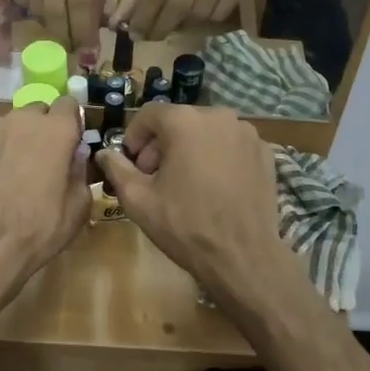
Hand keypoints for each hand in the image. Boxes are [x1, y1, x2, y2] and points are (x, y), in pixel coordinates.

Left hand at [0, 99, 89, 286]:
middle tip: (40, 161)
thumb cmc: (39, 228)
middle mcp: (22, 119)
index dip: (71, 123)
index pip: (69, 104)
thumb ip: (79, 171)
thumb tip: (74, 157)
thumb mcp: (78, 207)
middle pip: (37, 111)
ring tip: (9, 174)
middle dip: (42, 129)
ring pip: (8, 125)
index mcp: (57, 130)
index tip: (69, 143)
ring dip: (14, 141)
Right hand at [6, 0, 109, 52]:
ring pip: (35, 6)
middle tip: (69, 47)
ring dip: (47, 24)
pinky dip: (30, 8)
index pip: (80, 0)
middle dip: (63, 35)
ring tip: (57, 25)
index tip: (87, 51)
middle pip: (53, 8)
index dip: (82, 30)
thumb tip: (93, 31)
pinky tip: (39, 4)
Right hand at [94, 104, 294, 305]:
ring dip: (191, 150)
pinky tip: (214, 188)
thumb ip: (117, 169)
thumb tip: (104, 153)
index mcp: (186, 121)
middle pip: (180, 121)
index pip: (150, 115)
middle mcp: (219, 116)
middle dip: (162, 145)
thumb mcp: (138, 199)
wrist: (242, 255)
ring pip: (207, 133)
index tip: (131, 164)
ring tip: (186, 184)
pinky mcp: (265, 153)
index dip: (134, 137)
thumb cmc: (185, 225)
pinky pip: (231, 146)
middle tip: (154, 178)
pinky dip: (218, 158)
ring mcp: (247, 134)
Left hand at [119, 0, 252, 38]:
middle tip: (148, 37)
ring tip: (170, 23)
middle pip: (180, 4)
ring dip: (180, 25)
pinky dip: (201, 21)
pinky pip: (218, 15)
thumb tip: (118, 22)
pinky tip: (193, 14)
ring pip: (199, 13)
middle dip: (160, 26)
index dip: (143, 15)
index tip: (132, 33)